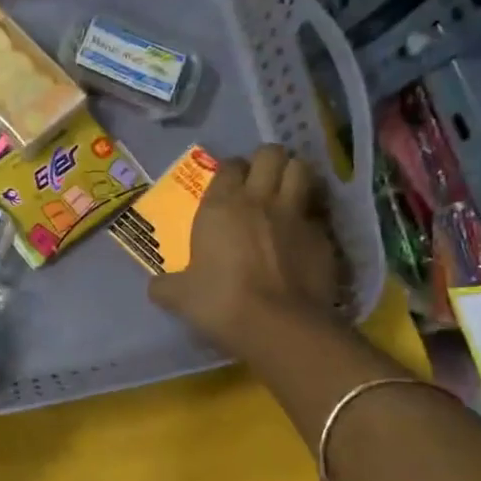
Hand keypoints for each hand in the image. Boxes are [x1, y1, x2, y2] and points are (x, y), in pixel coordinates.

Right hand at [148, 144, 343, 364]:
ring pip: (301, 170)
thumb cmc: (220, 302)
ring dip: (294, 176)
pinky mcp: (324, 237)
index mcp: (221, 205)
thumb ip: (166, 286)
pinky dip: (311, 218)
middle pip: (271, 154)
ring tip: (287, 192)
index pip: (230, 165)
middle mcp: (260, 200)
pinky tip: (303, 236)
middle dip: (267, 161)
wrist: (279, 326)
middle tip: (261, 179)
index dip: (230, 170)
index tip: (228, 184)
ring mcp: (296, 216)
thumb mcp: (180, 296)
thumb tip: (156, 287)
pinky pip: (318, 214)